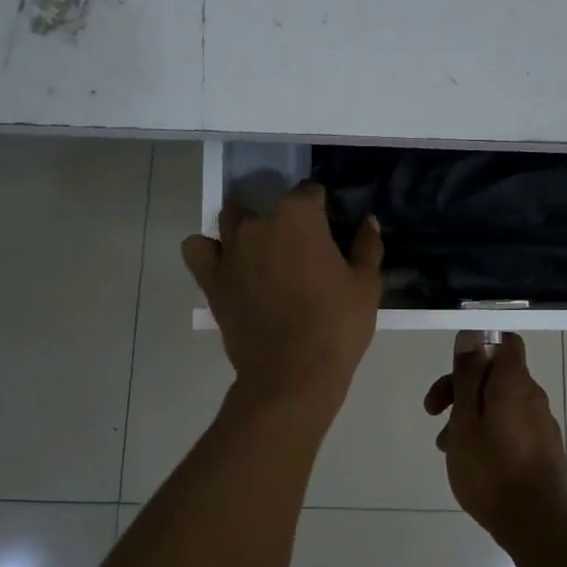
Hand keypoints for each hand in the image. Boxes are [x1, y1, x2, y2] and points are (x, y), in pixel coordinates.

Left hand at [183, 183, 382, 416]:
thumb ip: (367, 246)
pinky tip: (227, 263)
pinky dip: (209, 250)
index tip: (331, 227)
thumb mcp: (366, 285)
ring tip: (263, 252)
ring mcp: (230, 250)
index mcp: (299, 216)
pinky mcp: (211, 279)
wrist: (292, 374)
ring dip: (246, 227)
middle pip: (270, 205)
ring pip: (231, 219)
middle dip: (285, 219)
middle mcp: (259, 223)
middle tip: (301, 249)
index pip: (310, 192)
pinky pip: (198, 249)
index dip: (323, 207)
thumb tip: (369, 221)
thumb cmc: (337, 325)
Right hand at [424, 332, 566, 546]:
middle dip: (462, 387)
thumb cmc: (491, 469)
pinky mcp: (544, 450)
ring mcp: (542, 425)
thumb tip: (470, 335)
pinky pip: (511, 427)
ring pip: (500, 404)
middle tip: (433, 412)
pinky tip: (471, 461)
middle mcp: (534, 397)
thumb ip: (467, 375)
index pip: (504, 342)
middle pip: (496, 375)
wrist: (536, 525)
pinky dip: (488, 433)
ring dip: (471, 415)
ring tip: (447, 447)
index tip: (452, 371)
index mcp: (515, 383)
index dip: (476, 348)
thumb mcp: (465, 419)